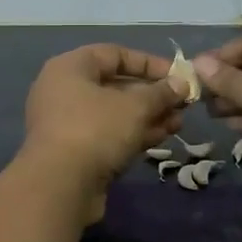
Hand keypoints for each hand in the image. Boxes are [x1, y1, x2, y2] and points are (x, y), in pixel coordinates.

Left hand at [21, 44, 187, 220]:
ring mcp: (67, 123)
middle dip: (152, 94)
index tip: (178, 75)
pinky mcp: (74, 152)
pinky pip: (108, 134)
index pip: (114, 54)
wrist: (60, 186)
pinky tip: (163, 137)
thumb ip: (160, 93)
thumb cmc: (95, 130)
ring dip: (147, 116)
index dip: (149, 62)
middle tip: (182, 103)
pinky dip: (133, 134)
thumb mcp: (135, 107)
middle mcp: (64, 91)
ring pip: (114, 113)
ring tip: (179, 123)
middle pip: (115, 85)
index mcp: (70, 68)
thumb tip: (182, 84)